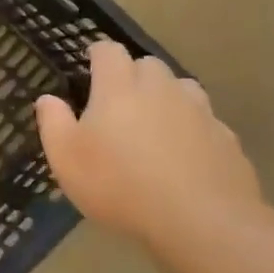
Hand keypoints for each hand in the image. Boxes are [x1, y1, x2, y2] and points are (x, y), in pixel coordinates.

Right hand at [35, 40, 263, 251]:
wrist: (200, 221)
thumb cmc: (119, 184)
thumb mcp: (66, 158)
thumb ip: (53, 122)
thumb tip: (47, 98)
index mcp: (119, 87)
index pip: (109, 51)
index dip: (97, 55)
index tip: (89, 67)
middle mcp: (162, 88)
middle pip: (148, 65)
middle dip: (132, 76)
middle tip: (118, 104)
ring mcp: (200, 111)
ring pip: (181, 89)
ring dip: (166, 98)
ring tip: (153, 127)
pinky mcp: (226, 138)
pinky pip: (205, 122)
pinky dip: (192, 130)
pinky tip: (184, 158)